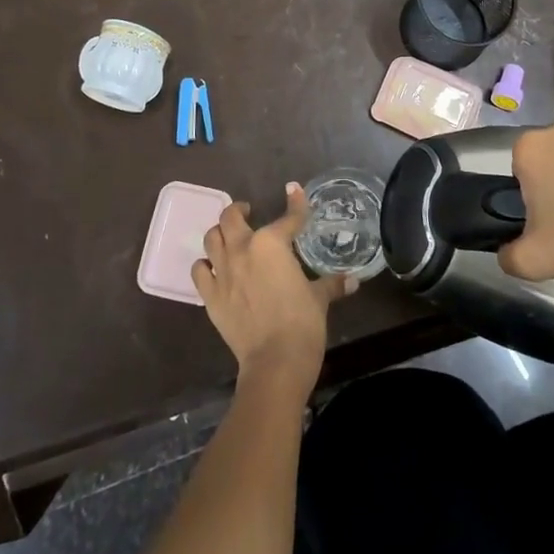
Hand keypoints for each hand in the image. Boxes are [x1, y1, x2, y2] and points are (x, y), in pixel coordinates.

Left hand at [193, 183, 352, 386]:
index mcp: (271, 243)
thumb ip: (332, 284)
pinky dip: (205, 265)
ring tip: (230, 237)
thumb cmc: (302, 323)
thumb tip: (353, 280)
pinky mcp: (210, 296)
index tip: (294, 191)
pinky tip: (214, 268)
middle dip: (239, 210)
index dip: (295, 203)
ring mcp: (223, 272)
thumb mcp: (320, 298)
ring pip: (211, 238)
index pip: (288, 217)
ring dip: (220, 233)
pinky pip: (199, 271)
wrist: (274, 362)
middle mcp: (242, 249)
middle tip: (248, 211)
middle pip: (231, 217)